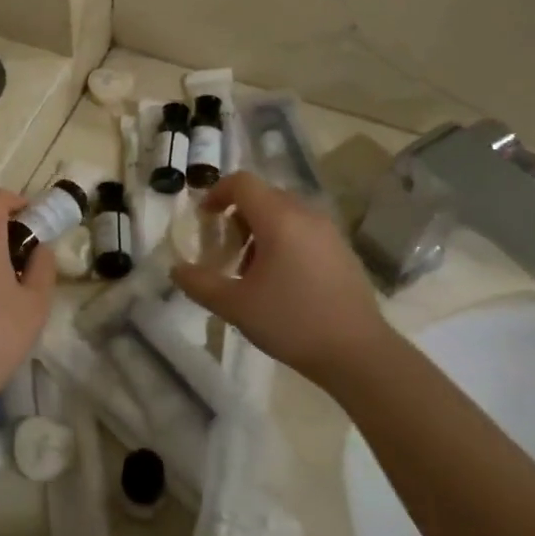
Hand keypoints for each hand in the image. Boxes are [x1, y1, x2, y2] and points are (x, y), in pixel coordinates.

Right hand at [171, 173, 391, 384]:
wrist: (358, 352)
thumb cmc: (291, 322)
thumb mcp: (235, 305)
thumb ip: (199, 283)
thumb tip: (176, 270)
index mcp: (279, 219)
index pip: (242, 182)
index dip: (216, 193)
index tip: (203, 219)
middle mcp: (306, 215)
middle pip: (263, 196)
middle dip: (236, 216)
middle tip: (223, 250)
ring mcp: (329, 232)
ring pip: (284, 213)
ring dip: (259, 229)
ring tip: (250, 269)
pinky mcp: (342, 250)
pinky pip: (304, 229)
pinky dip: (283, 240)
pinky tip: (280, 280)